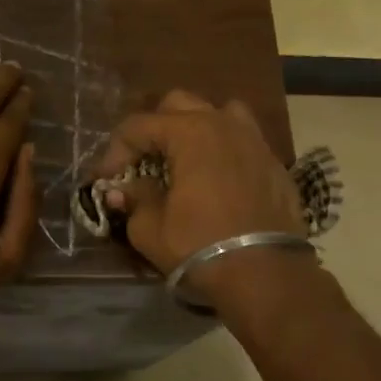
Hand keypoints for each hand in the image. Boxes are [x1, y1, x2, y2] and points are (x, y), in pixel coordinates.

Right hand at [90, 90, 305, 304]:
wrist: (265, 275)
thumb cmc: (200, 247)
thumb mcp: (150, 229)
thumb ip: (134, 200)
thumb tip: (122, 191)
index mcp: (190, 132)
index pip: (138, 125)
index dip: (115, 150)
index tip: (106, 179)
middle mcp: (224, 124)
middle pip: (179, 105)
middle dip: (155, 128)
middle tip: (143, 162)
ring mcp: (255, 141)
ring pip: (220, 113)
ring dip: (196, 128)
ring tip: (185, 159)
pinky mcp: (275, 164)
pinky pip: (243, 141)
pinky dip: (224, 151)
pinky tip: (217, 180)